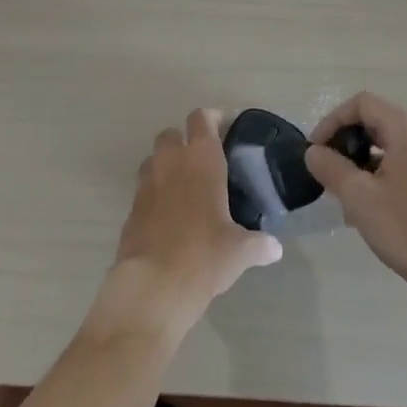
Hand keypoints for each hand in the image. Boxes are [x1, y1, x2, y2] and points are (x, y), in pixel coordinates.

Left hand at [88, 110, 282, 344]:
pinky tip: (170, 217)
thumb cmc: (204, 257)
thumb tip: (275, 248)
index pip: (202, 119)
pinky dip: (155, 195)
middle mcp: (170, 163)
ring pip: (154, 159)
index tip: (227, 128)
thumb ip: (259, 244)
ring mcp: (146, 185)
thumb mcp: (240, 251)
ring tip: (185, 188)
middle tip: (204, 162)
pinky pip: (144, 190)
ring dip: (166, 166)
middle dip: (184, 141)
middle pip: (171, 134)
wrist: (153, 287)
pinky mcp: (131, 209)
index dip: (214, 119)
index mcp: (201, 160)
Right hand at [306, 92, 406, 302]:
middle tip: (326, 171)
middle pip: (375, 121)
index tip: (316, 150)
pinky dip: (378, 175)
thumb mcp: (359, 197)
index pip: (362, 103)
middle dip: (345, 142)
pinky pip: (401, 164)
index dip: (332, 121)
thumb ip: (331, 167)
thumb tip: (313, 152)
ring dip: (360, 162)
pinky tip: (367, 208)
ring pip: (387, 146)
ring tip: (342, 194)